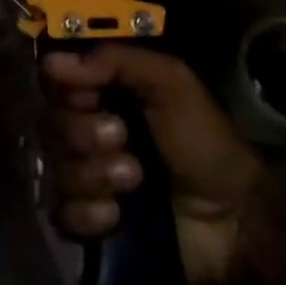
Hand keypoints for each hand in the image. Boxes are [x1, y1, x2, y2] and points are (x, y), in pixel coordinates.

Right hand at [43, 46, 267, 284]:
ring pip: (56, 169)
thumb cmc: (204, 142)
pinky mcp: (88, 223)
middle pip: (51, 124)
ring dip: (94, 174)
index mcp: (105, 93)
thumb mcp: (171, 83)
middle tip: (123, 139)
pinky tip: (116, 216)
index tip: (89, 96)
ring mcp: (86, 178)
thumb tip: (53, 62)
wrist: (234, 222)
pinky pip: (61, 213)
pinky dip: (88, 213)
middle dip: (84, 134)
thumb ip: (116, 61)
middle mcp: (88, 130)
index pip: (55, 81)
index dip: (65, 88)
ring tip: (134, 180)